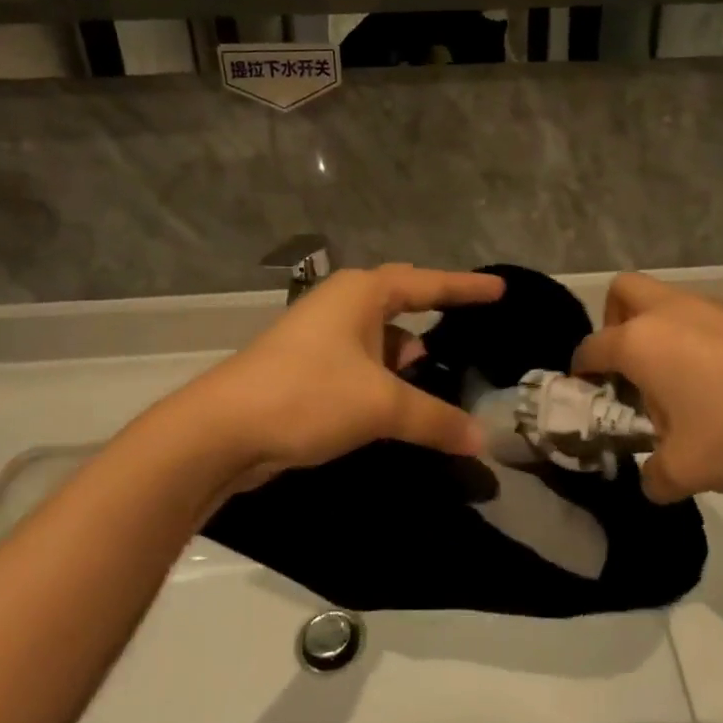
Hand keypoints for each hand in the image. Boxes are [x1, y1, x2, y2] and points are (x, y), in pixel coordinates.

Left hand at [176, 265, 504, 494]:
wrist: (222, 431)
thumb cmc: (308, 395)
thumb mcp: (381, 405)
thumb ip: (435, 419)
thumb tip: (483, 440)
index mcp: (361, 293)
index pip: (428, 283)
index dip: (466, 288)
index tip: (500, 289)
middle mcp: (342, 304)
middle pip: (401, 300)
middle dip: (434, 310)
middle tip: (470, 319)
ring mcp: (320, 334)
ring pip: (379, 335)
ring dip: (406, 351)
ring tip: (436, 369)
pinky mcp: (306, 365)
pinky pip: (361, 360)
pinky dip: (383, 374)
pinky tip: (396, 398)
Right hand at [570, 273, 722, 502]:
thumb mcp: (688, 470)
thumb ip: (656, 478)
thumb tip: (652, 480)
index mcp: (639, 343)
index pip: (592, 347)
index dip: (581, 369)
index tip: (586, 389)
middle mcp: (667, 312)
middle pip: (623, 292)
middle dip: (614, 322)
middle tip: (630, 364)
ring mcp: (709, 305)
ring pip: (667, 302)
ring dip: (661, 333)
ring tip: (684, 384)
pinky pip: (704, 316)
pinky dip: (699, 338)